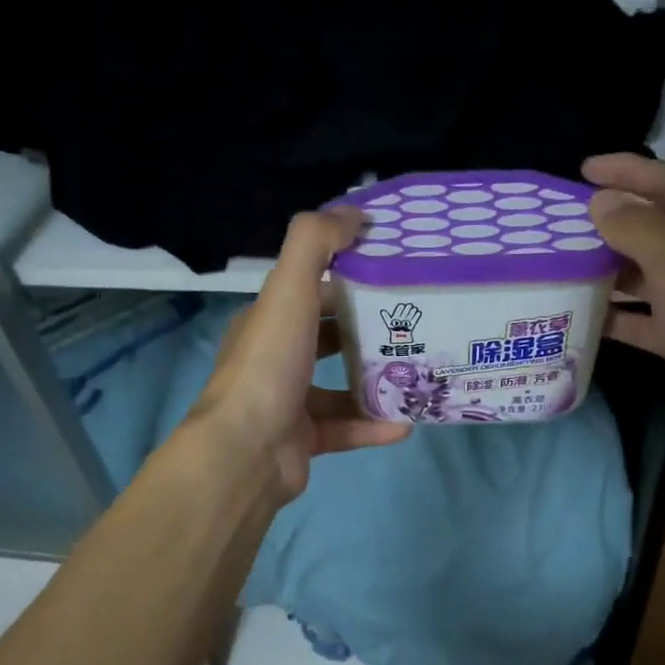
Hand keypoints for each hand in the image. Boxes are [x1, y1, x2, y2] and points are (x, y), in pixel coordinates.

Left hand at [184, 207, 410, 500]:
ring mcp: (288, 403)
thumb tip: (354, 213)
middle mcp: (275, 359)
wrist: (246, 452)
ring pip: (339, 387)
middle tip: (415, 325)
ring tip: (417, 374)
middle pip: (327, 337)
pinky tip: (406, 424)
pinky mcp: (304, 441)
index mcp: (267, 321)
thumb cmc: (269, 365)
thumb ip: (316, 244)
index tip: (394, 274)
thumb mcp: (290, 291)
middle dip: (368, 331)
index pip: (311, 290)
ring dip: (376, 382)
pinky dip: (374, 425)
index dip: (349, 278)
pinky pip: (346, 429)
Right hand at [584, 153, 664, 472]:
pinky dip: (614, 315)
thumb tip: (601, 203)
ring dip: (608, 268)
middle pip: (657, 228)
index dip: (629, 171)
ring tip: (562, 264)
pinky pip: (641, 318)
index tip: (583, 169)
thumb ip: (641, 230)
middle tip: (562, 221)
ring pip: (645, 275)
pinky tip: (581, 316)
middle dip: (612, 220)